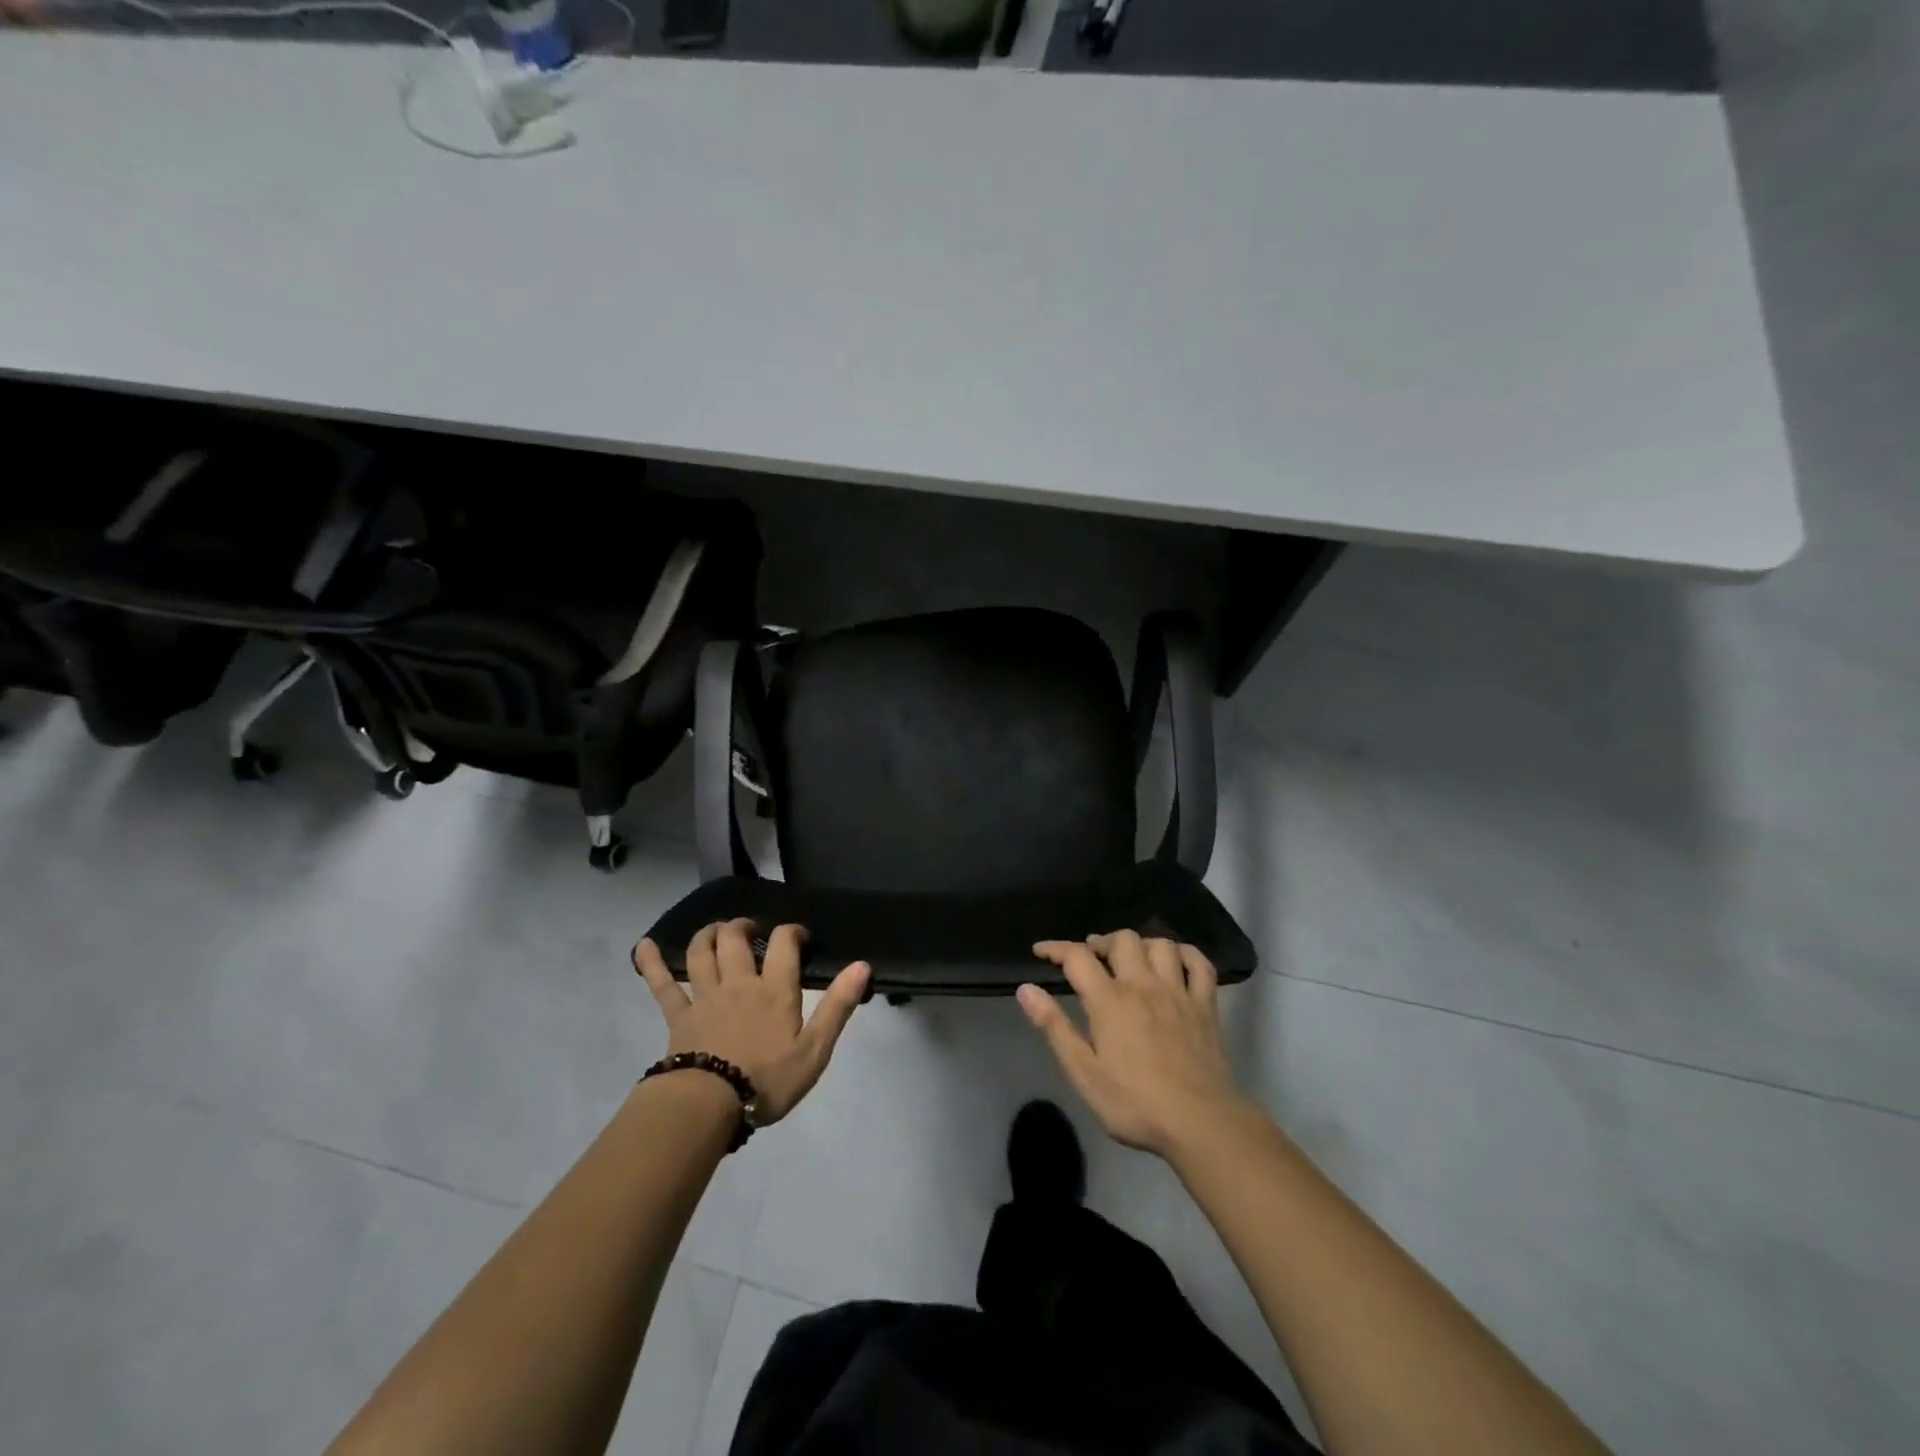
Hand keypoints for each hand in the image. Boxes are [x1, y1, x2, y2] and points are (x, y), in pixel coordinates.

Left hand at [633, 920, 869, 1125]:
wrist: (708, 1106)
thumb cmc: (767, 1081)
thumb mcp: (815, 1050)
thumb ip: (838, 1006)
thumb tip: (862, 965)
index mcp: (774, 990)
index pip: (784, 943)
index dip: (792, 931)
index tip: (799, 935)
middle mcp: (739, 983)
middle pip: (736, 938)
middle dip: (744, 926)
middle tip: (752, 930)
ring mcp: (705, 997)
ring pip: (701, 952)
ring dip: (708, 934)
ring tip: (717, 930)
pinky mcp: (678, 1017)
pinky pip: (661, 985)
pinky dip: (650, 963)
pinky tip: (642, 946)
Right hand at [1020, 931, 1246, 1157]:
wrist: (1200, 1123)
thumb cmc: (1135, 1103)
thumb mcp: (1083, 1072)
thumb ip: (1054, 1027)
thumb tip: (1026, 989)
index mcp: (1109, 1000)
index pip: (1077, 957)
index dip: (1056, 948)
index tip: (1041, 950)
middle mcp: (1143, 985)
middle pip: (1122, 940)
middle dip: (1102, 942)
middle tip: (1092, 958)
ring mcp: (1178, 992)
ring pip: (1161, 944)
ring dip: (1142, 944)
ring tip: (1131, 959)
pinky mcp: (1206, 1006)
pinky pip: (1200, 964)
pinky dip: (1186, 954)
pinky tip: (1176, 961)